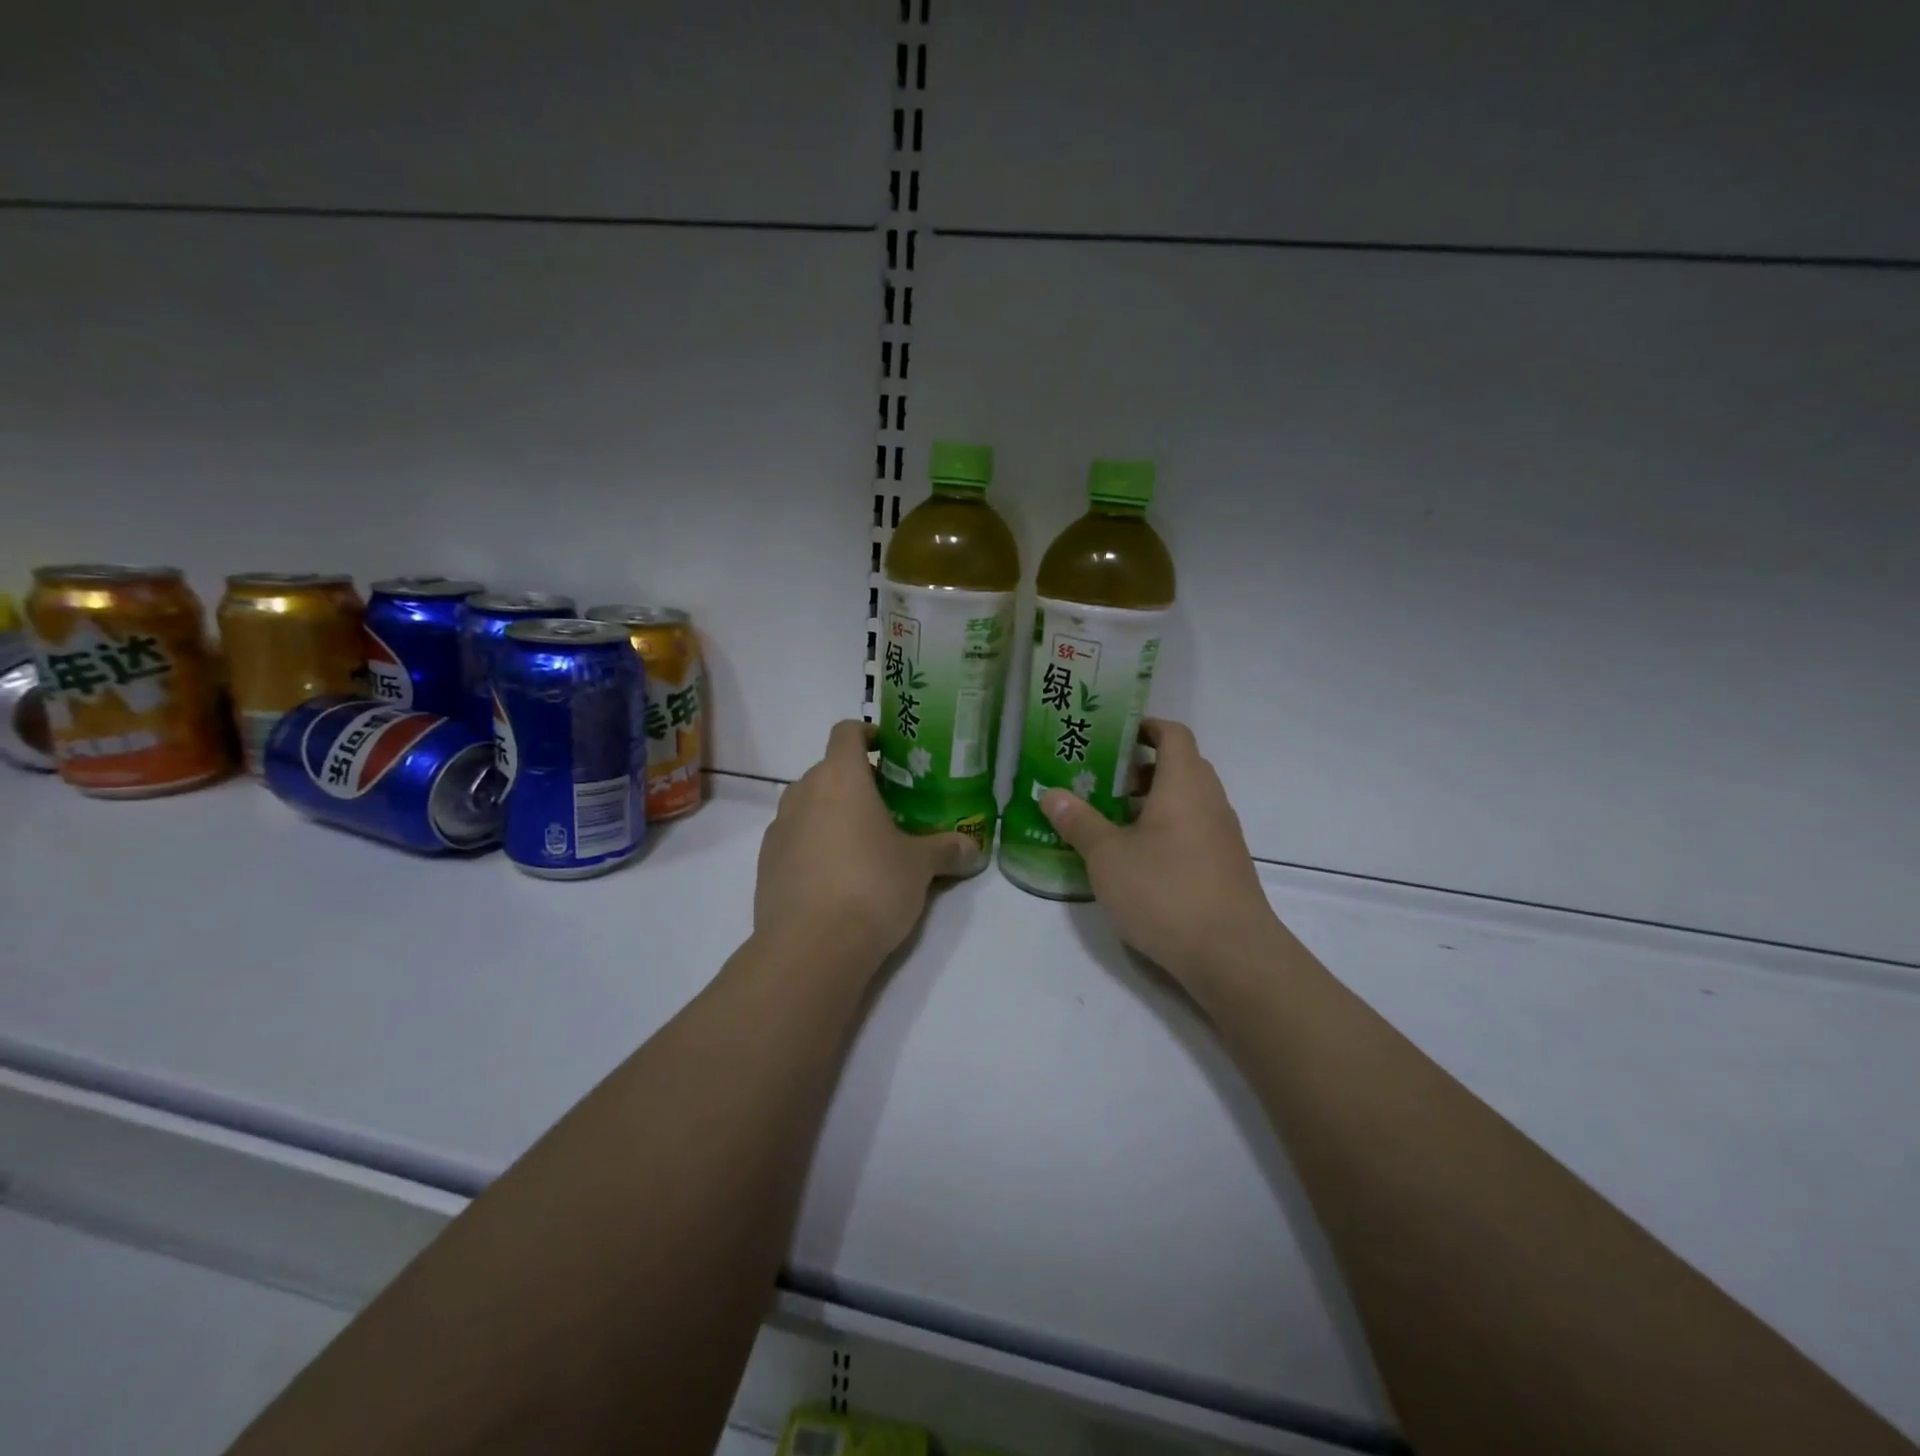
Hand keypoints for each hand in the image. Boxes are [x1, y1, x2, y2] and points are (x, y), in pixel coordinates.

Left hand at [754, 720, 975, 970]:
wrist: (810, 948)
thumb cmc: (871, 887)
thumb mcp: (919, 867)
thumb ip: (946, 850)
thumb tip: (973, 848)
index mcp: (840, 778)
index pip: (846, 731)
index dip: (867, 733)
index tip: (888, 750)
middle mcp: (803, 792)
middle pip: (828, 769)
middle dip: (857, 781)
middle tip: (889, 805)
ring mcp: (779, 827)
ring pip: (809, 804)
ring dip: (833, 813)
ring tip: (864, 843)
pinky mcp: (765, 862)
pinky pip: (794, 837)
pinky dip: (814, 843)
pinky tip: (837, 876)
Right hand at [1041, 719, 1279, 987]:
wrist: (1231, 954)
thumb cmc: (1165, 890)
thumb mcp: (1107, 856)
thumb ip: (1078, 821)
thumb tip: (1051, 794)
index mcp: (1184, 783)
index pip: (1172, 733)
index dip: (1145, 726)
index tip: (1112, 734)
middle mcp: (1209, 800)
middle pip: (1179, 766)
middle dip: (1139, 768)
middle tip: (1100, 780)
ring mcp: (1222, 835)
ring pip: (1185, 801)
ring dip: (1151, 801)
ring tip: (1110, 820)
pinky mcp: (1225, 866)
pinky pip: (1192, 829)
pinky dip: (1165, 829)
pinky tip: (1136, 858)